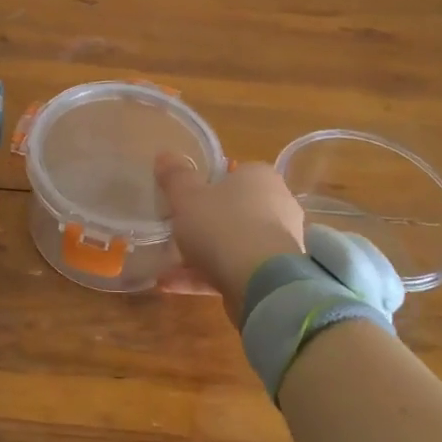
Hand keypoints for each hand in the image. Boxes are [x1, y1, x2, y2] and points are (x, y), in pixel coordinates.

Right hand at [154, 156, 306, 326]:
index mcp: (260, 177)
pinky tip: (173, 285)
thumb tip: (164, 156)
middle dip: (202, 224)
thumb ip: (174, 177)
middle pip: (232, 210)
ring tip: (165, 267)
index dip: (206, 186)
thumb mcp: (187, 197)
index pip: (233, 174)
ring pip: (232, 244)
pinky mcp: (274, 275)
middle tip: (175, 232)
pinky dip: (206, 275)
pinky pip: (234, 269)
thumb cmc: (222, 225)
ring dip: (199, 255)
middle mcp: (277, 205)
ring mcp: (278, 242)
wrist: (260, 282)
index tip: (184, 200)